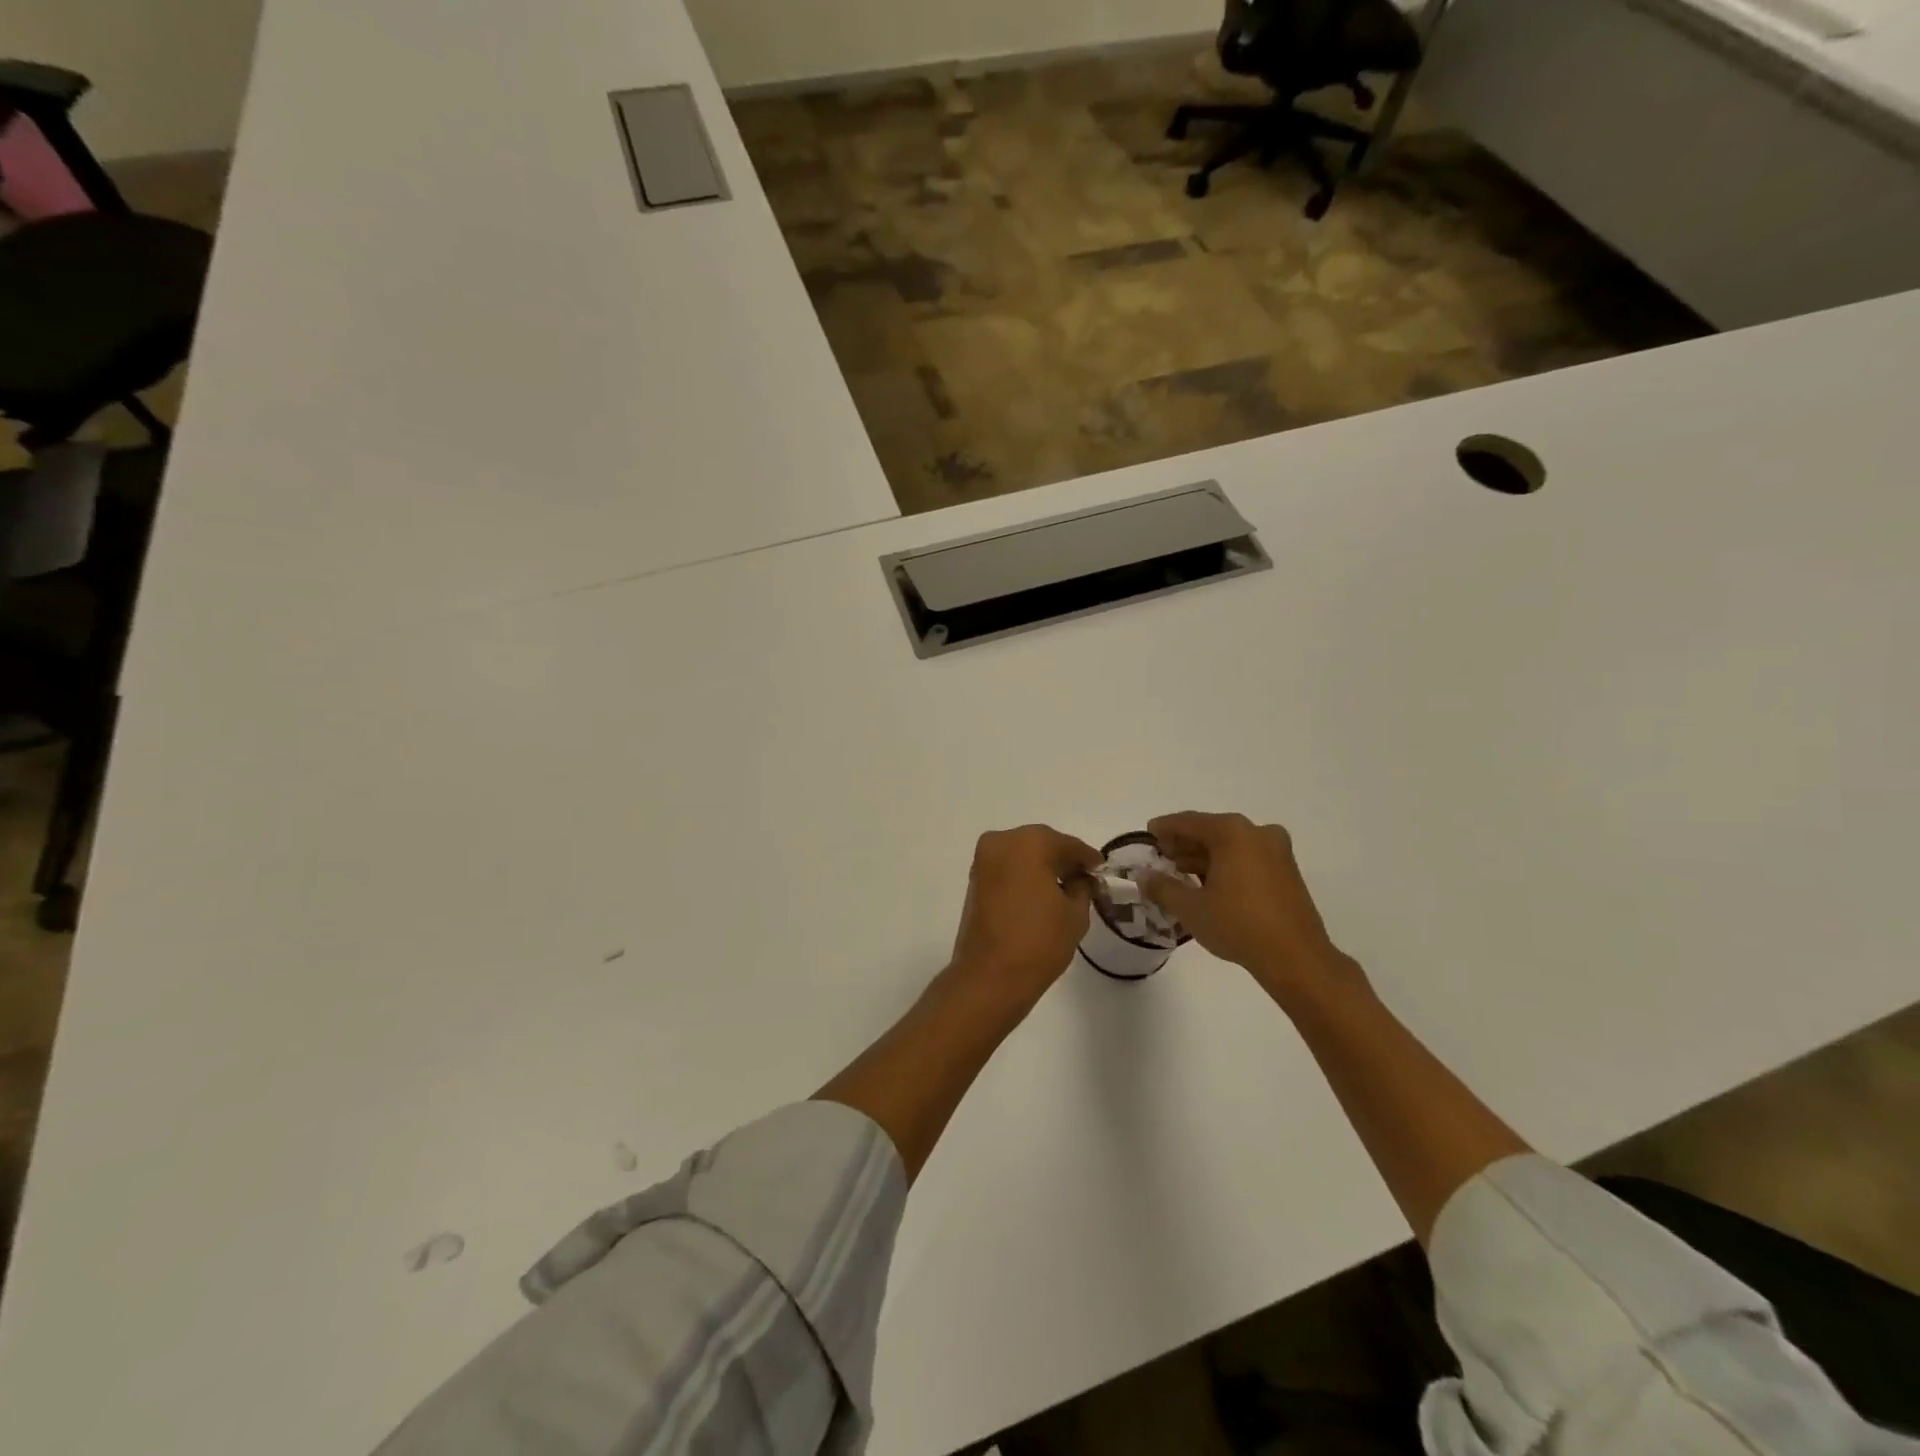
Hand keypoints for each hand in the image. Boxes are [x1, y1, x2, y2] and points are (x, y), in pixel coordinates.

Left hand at [948, 825, 1100, 1015]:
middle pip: (1041, 843)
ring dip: (1041, 865)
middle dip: (1062, 858)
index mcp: (1029, 842)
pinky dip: (1023, 875)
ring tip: (1063, 888)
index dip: (1087, 857)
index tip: (1100, 868)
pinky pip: (1006, 868)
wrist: (990, 976)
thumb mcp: (1075, 913)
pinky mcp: (974, 880)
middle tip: (1084, 877)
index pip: (1067, 844)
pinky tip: (1040, 893)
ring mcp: (983, 860)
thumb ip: (1082, 886)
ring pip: (1021, 854)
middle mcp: (1002, 842)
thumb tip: (1081, 878)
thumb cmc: (1039, 941)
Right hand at [1143, 812, 1359, 1002]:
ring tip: (1181, 874)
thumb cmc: (1238, 925)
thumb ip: (1162, 887)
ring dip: (1205, 856)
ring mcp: (1277, 851)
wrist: (1296, 958)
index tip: (1148, 833)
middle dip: (1185, 843)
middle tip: (1162, 857)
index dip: (1165, 828)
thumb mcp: (1191, 908)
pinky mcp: (1287, 871)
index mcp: (1232, 832)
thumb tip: (1143, 876)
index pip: (1189, 822)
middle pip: (1211, 831)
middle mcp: (1257, 833)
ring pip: (1231, 845)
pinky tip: (1209, 885)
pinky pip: (1247, 858)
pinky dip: (1226, 865)